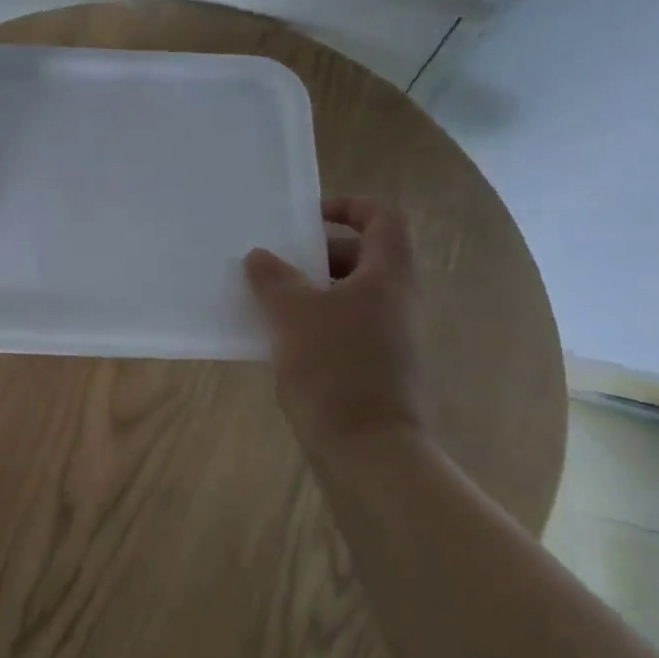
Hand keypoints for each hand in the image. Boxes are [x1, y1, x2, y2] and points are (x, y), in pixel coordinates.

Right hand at [244, 197, 430, 457]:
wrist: (370, 450)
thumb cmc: (334, 369)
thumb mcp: (293, 315)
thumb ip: (273, 278)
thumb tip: (260, 256)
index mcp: (388, 275)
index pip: (382, 217)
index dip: (347, 207)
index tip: (306, 220)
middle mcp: (397, 299)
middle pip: (363, 255)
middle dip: (318, 254)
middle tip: (277, 264)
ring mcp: (391, 335)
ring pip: (351, 294)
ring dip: (312, 290)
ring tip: (270, 301)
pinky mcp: (378, 366)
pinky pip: (347, 326)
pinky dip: (317, 322)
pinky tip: (281, 340)